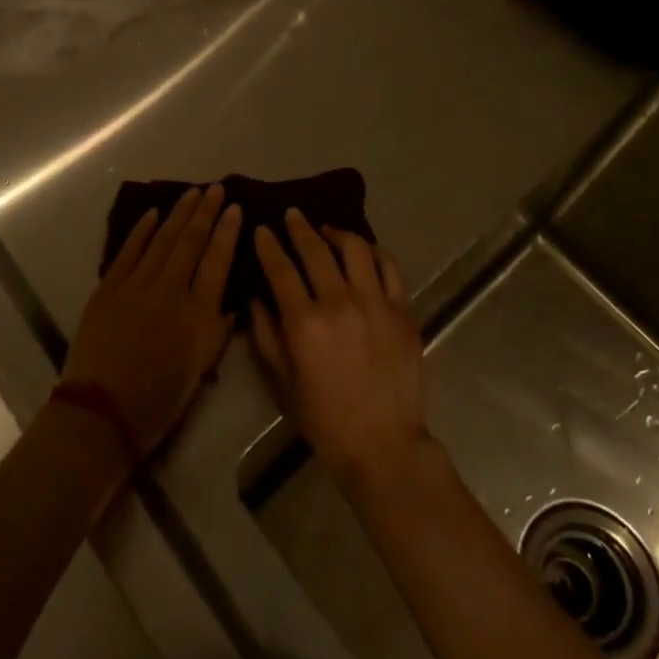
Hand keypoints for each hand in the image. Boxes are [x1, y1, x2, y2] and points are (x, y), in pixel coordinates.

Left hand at [62, 185, 240, 455]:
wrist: (102, 412)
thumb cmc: (159, 399)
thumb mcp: (201, 369)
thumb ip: (218, 330)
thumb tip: (231, 301)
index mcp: (198, 312)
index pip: (218, 259)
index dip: (228, 231)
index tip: (236, 207)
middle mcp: (170, 289)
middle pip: (191, 240)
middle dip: (205, 211)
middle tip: (215, 188)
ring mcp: (137, 284)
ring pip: (162, 238)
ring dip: (178, 213)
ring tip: (191, 193)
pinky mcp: (109, 287)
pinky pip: (129, 250)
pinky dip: (142, 230)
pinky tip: (152, 213)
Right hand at [249, 209, 430, 487]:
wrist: (383, 444)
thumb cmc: (325, 419)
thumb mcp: (283, 383)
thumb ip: (266, 336)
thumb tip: (255, 299)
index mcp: (305, 323)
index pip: (281, 269)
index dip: (268, 245)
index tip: (262, 229)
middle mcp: (340, 304)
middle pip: (316, 251)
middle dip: (299, 228)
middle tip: (292, 214)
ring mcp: (376, 304)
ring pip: (356, 249)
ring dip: (337, 233)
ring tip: (327, 230)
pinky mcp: (403, 311)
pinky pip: (389, 268)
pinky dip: (374, 252)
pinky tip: (364, 250)